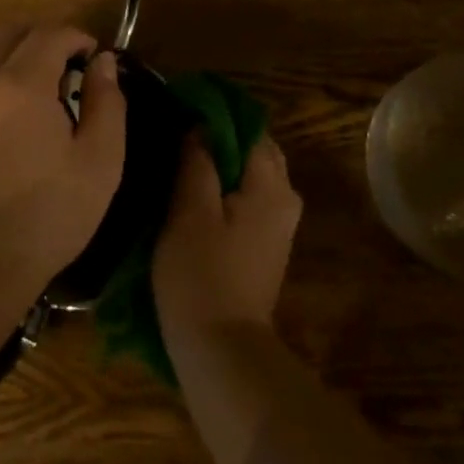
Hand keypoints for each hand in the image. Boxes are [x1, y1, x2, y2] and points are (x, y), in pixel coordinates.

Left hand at [0, 25, 125, 289]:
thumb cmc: (45, 218)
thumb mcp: (99, 164)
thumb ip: (107, 103)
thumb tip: (103, 62)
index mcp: (22, 83)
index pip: (51, 33)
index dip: (76, 38)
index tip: (89, 57)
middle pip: (8, 32)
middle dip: (39, 41)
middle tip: (57, 70)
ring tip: (14, 84)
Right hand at [153, 131, 301, 341]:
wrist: (221, 353)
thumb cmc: (201, 276)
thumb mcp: (189, 211)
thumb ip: (197, 161)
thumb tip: (200, 125)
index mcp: (271, 185)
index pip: (250, 127)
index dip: (216, 115)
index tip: (182, 110)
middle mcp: (285, 198)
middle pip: (254, 149)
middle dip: (220, 138)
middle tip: (178, 135)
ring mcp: (279, 224)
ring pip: (251, 174)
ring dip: (221, 164)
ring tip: (180, 161)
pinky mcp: (266, 245)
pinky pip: (248, 198)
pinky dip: (225, 188)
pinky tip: (194, 194)